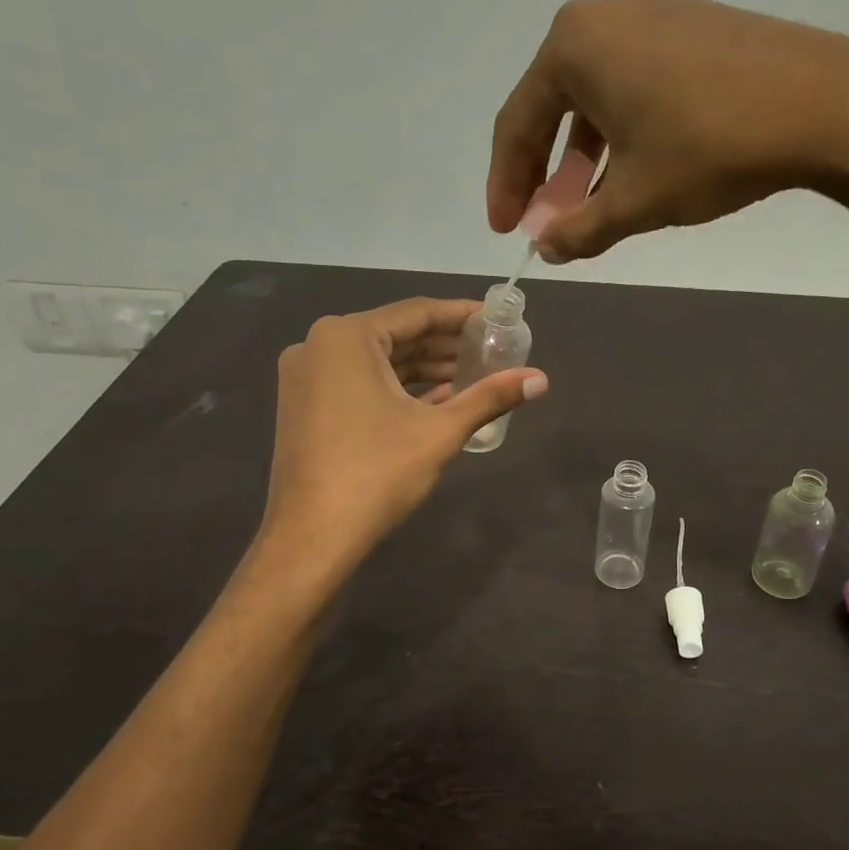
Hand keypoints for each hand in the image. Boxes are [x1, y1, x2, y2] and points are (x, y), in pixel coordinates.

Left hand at [258, 298, 546, 567]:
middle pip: (396, 335)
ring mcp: (307, 377)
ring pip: (378, 362)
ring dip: (424, 369)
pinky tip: (438, 400)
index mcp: (345, 337)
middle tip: (491, 351)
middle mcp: (319, 346)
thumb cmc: (377, 473)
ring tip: (473, 377)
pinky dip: (397, 389)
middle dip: (445, 346)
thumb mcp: (440, 432)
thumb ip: (490, 397)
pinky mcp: (306, 406)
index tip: (497, 320)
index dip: (461, 315)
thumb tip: (542, 379)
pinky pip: (359, 383)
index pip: (416, 312)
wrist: (312, 537)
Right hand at [487, 0, 848, 262]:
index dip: (507, 185)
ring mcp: (653, 10)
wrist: (823, 105)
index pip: (518, 124)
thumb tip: (548, 249)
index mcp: (574, 45)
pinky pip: (633, 81)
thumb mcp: (634, 201)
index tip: (507, 230)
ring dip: (585, 155)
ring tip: (590, 204)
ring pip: (596, 95)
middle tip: (547, 222)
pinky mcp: (691, 22)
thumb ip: (578, 230)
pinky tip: (633, 168)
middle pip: (553, 105)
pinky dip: (621, 130)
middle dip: (547, 172)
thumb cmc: (710, 149)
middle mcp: (604, 13)